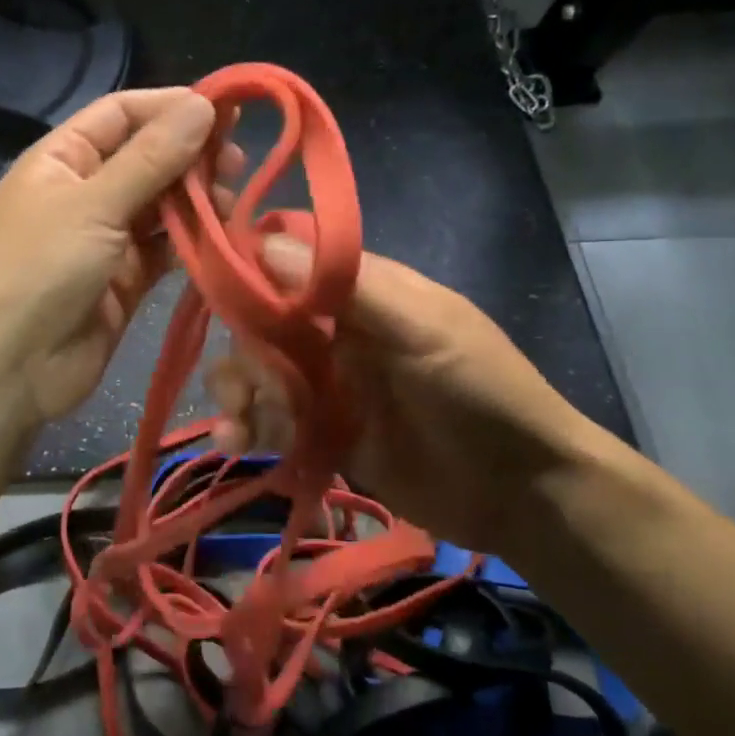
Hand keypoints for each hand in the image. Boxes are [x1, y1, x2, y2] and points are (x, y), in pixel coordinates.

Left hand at [0, 88, 243, 430]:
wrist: (6, 370)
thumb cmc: (37, 271)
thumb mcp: (92, 205)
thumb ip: (151, 158)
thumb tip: (203, 104)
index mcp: (62, 159)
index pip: (122, 113)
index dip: (171, 106)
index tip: (225, 109)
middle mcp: (86, 192)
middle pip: (148, 158)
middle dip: (191, 155)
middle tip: (238, 161)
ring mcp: (106, 239)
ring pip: (162, 205)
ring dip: (197, 199)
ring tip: (233, 199)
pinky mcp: (127, 281)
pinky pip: (166, 249)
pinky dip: (193, 241)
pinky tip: (223, 234)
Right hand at [205, 236, 598, 550]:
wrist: (521, 492)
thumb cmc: (480, 391)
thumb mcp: (425, 329)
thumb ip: (349, 288)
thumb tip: (264, 243)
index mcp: (361, 291)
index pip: (287, 261)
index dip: (247, 269)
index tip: (213, 289)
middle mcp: (335, 330)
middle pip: (261, 324)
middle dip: (242, 351)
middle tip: (246, 387)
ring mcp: (327, 383)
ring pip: (257, 372)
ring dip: (236, 392)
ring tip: (238, 427)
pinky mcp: (321, 432)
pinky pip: (269, 420)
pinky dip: (247, 427)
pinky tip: (238, 442)